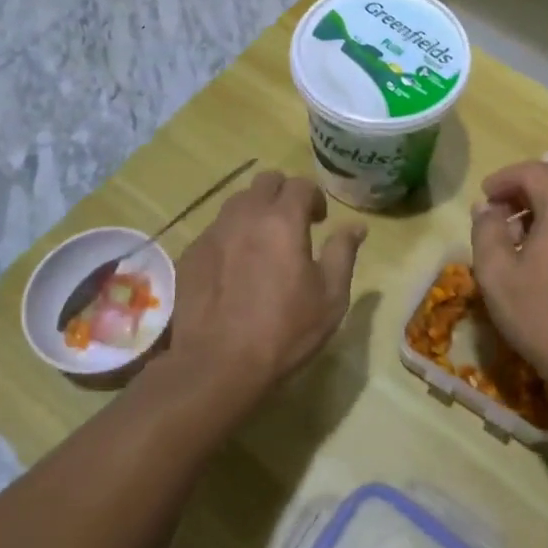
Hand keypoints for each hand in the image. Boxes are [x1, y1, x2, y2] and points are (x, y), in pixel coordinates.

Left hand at [164, 170, 365, 408]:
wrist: (217, 365)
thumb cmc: (285, 331)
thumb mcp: (330, 297)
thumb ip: (343, 253)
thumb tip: (357, 226)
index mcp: (282, 220)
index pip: (300, 184)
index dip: (314, 198)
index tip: (320, 221)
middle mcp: (245, 215)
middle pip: (265, 181)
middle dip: (283, 195)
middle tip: (293, 225)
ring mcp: (213, 233)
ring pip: (237, 202)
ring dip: (255, 212)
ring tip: (262, 244)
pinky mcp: (191, 254)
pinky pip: (215, 230)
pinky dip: (230, 237)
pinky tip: (234, 269)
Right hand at [469, 161, 547, 394]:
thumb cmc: (541, 314)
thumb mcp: (496, 272)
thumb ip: (486, 230)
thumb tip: (486, 209)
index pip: (534, 171)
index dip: (504, 178)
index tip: (484, 197)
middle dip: (519, 195)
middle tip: (494, 219)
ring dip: (537, 213)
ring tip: (513, 242)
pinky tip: (539, 260)